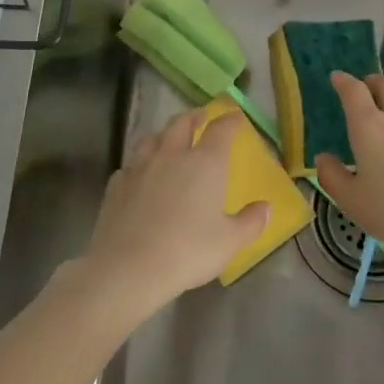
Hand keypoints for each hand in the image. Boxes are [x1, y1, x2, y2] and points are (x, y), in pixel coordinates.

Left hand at [82, 108, 269, 311]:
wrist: (129, 267)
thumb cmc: (188, 251)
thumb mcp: (230, 242)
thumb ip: (251, 222)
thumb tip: (266, 207)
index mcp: (205, 163)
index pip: (221, 130)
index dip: (230, 120)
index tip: (235, 116)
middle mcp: (172, 156)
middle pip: (182, 124)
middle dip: (194, 117)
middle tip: (200, 117)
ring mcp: (140, 168)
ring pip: (152, 138)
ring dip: (163, 134)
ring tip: (168, 139)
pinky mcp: (117, 186)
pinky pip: (130, 165)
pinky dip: (139, 164)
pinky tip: (140, 175)